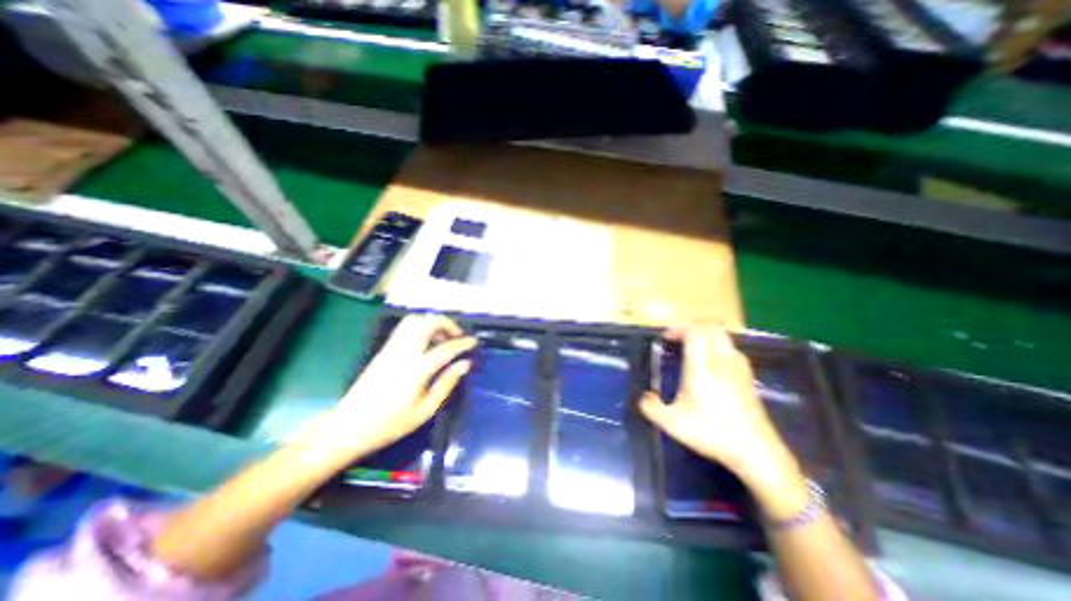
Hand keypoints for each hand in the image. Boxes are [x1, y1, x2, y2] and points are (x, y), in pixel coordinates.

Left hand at [299, 314, 469, 455]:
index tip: (474, 342)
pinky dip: (421, 327)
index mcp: (417, 369)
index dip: (463, 343)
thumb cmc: (390, 424)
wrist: (348, 427)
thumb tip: (465, 364)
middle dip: (447, 324)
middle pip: (428, 323)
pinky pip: (406, 328)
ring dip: (433, 323)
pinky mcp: (384, 350)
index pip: (446, 348)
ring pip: (415, 321)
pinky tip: (426, 343)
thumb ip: (447, 383)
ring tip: (442, 339)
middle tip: (457, 336)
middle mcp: (404, 352)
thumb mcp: (425, 409)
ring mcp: (391, 348)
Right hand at [634, 326, 802, 498]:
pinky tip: (712, 363)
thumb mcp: (673, 424)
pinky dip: (718, 346)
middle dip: (693, 326)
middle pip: (712, 327)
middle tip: (678, 338)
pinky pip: (732, 348)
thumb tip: (643, 397)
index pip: (694, 332)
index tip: (665, 338)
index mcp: (702, 368)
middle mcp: (722, 361)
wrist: (757, 452)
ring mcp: (738, 368)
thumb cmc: (712, 433)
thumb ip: (652, 408)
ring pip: (724, 336)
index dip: (678, 328)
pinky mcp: (748, 377)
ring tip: (693, 348)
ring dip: (707, 334)